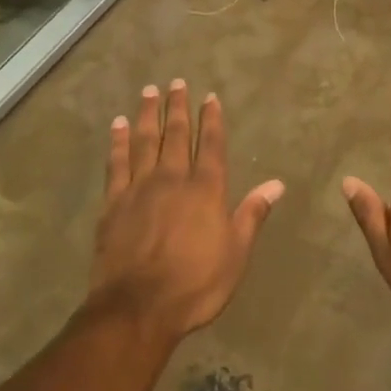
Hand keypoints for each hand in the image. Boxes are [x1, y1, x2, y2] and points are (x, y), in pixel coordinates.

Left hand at [89, 80, 284, 341]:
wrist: (138, 308)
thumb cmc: (195, 284)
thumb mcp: (235, 254)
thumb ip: (252, 214)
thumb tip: (276, 183)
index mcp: (206, 190)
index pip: (212, 144)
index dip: (212, 119)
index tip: (210, 97)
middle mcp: (173, 179)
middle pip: (177, 134)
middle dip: (179, 107)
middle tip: (176, 82)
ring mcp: (140, 187)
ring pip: (145, 140)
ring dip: (148, 114)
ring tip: (149, 91)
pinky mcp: (113, 202)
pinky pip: (116, 162)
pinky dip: (118, 141)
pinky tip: (118, 125)